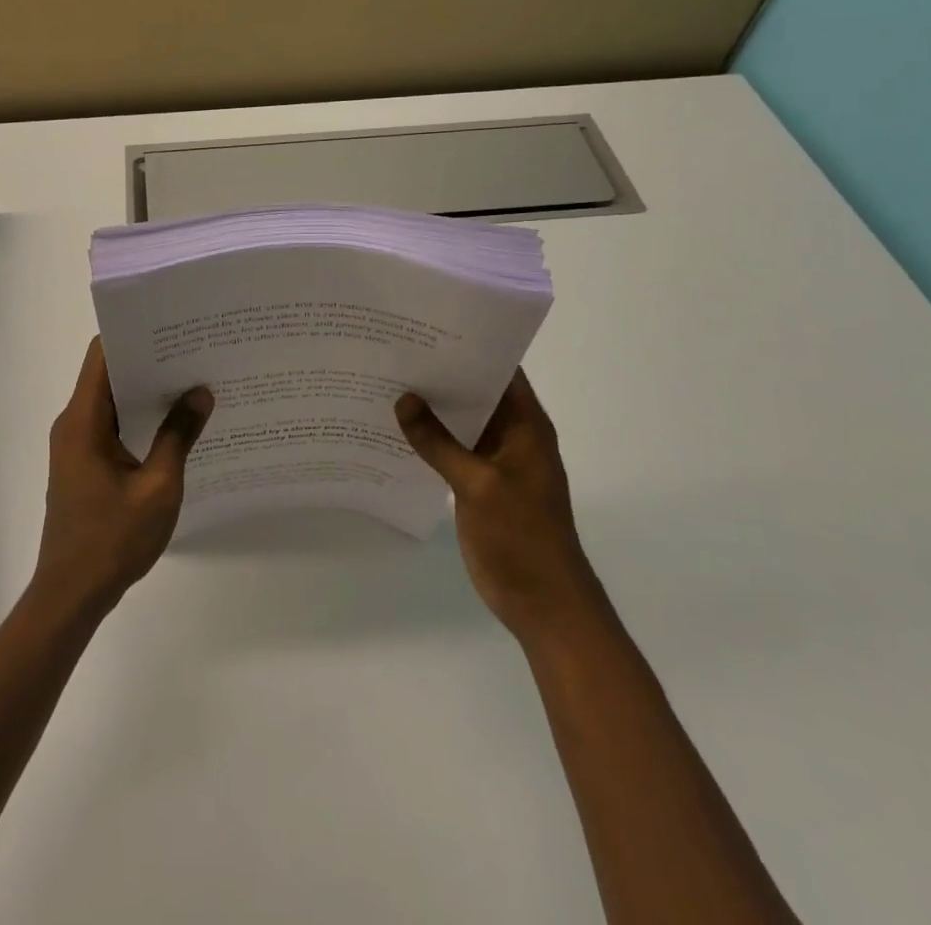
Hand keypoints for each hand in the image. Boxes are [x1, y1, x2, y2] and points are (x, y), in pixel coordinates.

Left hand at [32, 338, 213, 615]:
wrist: (72, 594)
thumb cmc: (113, 540)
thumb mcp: (158, 487)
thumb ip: (178, 436)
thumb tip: (200, 393)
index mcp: (83, 420)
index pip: (102, 355)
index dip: (133, 333)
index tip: (171, 324)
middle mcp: (74, 423)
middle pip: (108, 373)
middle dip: (148, 359)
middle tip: (194, 349)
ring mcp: (77, 444)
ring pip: (112, 400)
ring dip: (146, 390)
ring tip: (192, 379)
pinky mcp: (85, 463)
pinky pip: (113, 425)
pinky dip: (140, 417)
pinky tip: (175, 422)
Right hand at [395, 371, 602, 643]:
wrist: (544, 604)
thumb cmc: (522, 537)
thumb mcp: (478, 485)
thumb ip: (438, 442)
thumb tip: (403, 399)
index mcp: (525, 426)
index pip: (501, 370)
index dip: (470, 345)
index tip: (429, 325)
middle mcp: (512, 435)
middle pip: (476, 391)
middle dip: (441, 372)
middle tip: (394, 347)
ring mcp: (494, 460)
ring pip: (460, 421)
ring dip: (432, 406)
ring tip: (386, 378)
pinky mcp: (478, 483)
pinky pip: (451, 449)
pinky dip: (428, 437)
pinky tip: (394, 426)